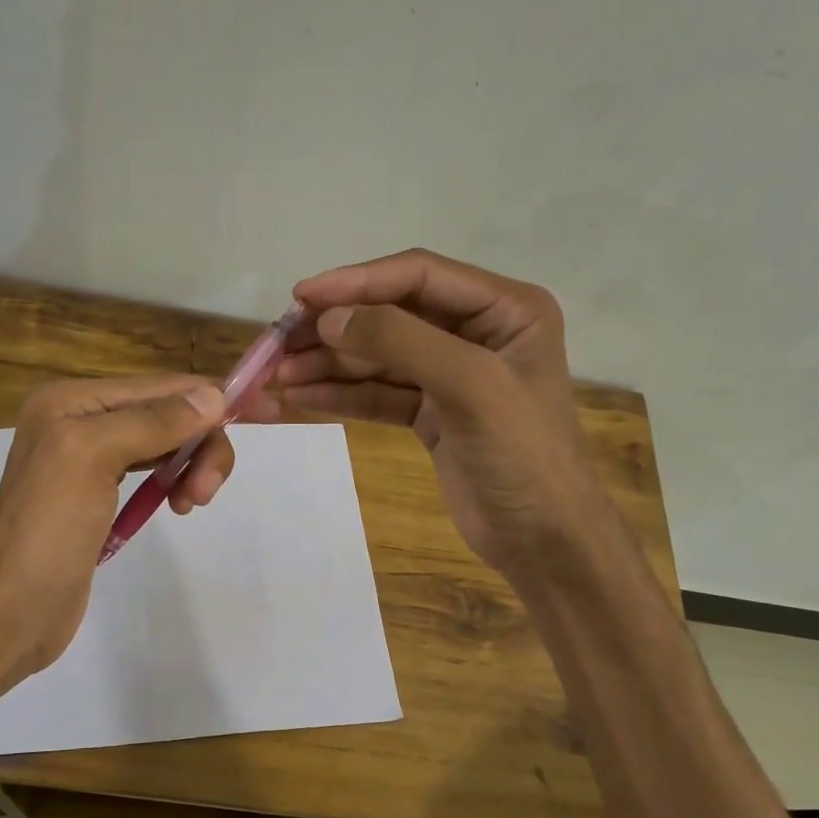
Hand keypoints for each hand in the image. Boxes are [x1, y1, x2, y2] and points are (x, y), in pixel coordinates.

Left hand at [0, 375, 232, 672]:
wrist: (14, 609)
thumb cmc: (49, 529)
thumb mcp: (93, 458)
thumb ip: (153, 422)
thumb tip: (212, 395)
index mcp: (71, 401)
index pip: (159, 386)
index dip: (209, 399)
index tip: (265, 415)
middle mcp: (79, 421)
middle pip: (166, 414)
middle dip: (199, 445)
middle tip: (205, 492)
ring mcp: (88, 460)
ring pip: (164, 444)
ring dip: (191, 466)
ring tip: (192, 503)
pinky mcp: (98, 496)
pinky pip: (151, 473)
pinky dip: (173, 483)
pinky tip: (178, 505)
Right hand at [248, 249, 603, 580]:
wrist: (543, 541)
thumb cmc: (524, 456)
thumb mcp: (470, 388)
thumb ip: (400, 343)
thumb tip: (329, 318)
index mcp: (505, 309)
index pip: (419, 277)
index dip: (357, 282)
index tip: (300, 298)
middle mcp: (476, 332)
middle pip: (390, 315)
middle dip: (333, 329)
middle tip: (276, 344)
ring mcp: (450, 374)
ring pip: (377, 357)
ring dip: (327, 364)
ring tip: (275, 376)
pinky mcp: (430, 413)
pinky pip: (377, 393)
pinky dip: (339, 395)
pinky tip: (298, 397)